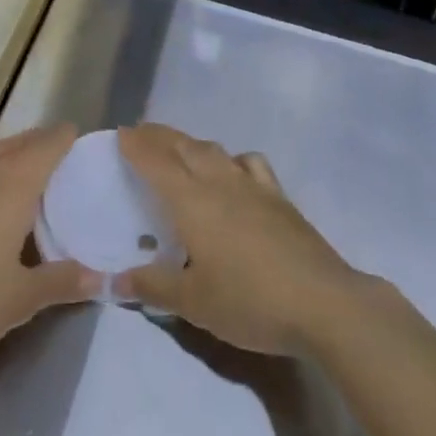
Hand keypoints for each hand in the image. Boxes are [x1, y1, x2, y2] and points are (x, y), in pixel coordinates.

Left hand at [0, 125, 98, 369]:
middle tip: (54, 142)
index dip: (59, 140)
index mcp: (12, 193)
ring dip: (5, 148)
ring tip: (17, 153)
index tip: (74, 132)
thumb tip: (103, 277)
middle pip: (14, 148)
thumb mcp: (22, 299)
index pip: (42, 153)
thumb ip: (62, 282)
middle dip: (35, 141)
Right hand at [115, 123, 367, 355]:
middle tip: (140, 133)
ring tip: (178, 147)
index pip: (156, 162)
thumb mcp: (194, 302)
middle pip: (183, 146)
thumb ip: (153, 286)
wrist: (322, 302)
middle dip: (158, 136)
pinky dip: (232, 158)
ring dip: (190, 143)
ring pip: (214, 149)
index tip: (120, 134)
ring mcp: (252, 185)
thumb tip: (113, 281)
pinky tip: (233, 169)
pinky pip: (249, 162)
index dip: (136, 145)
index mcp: (191, 201)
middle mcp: (218, 181)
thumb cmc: (250, 301)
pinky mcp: (278, 196)